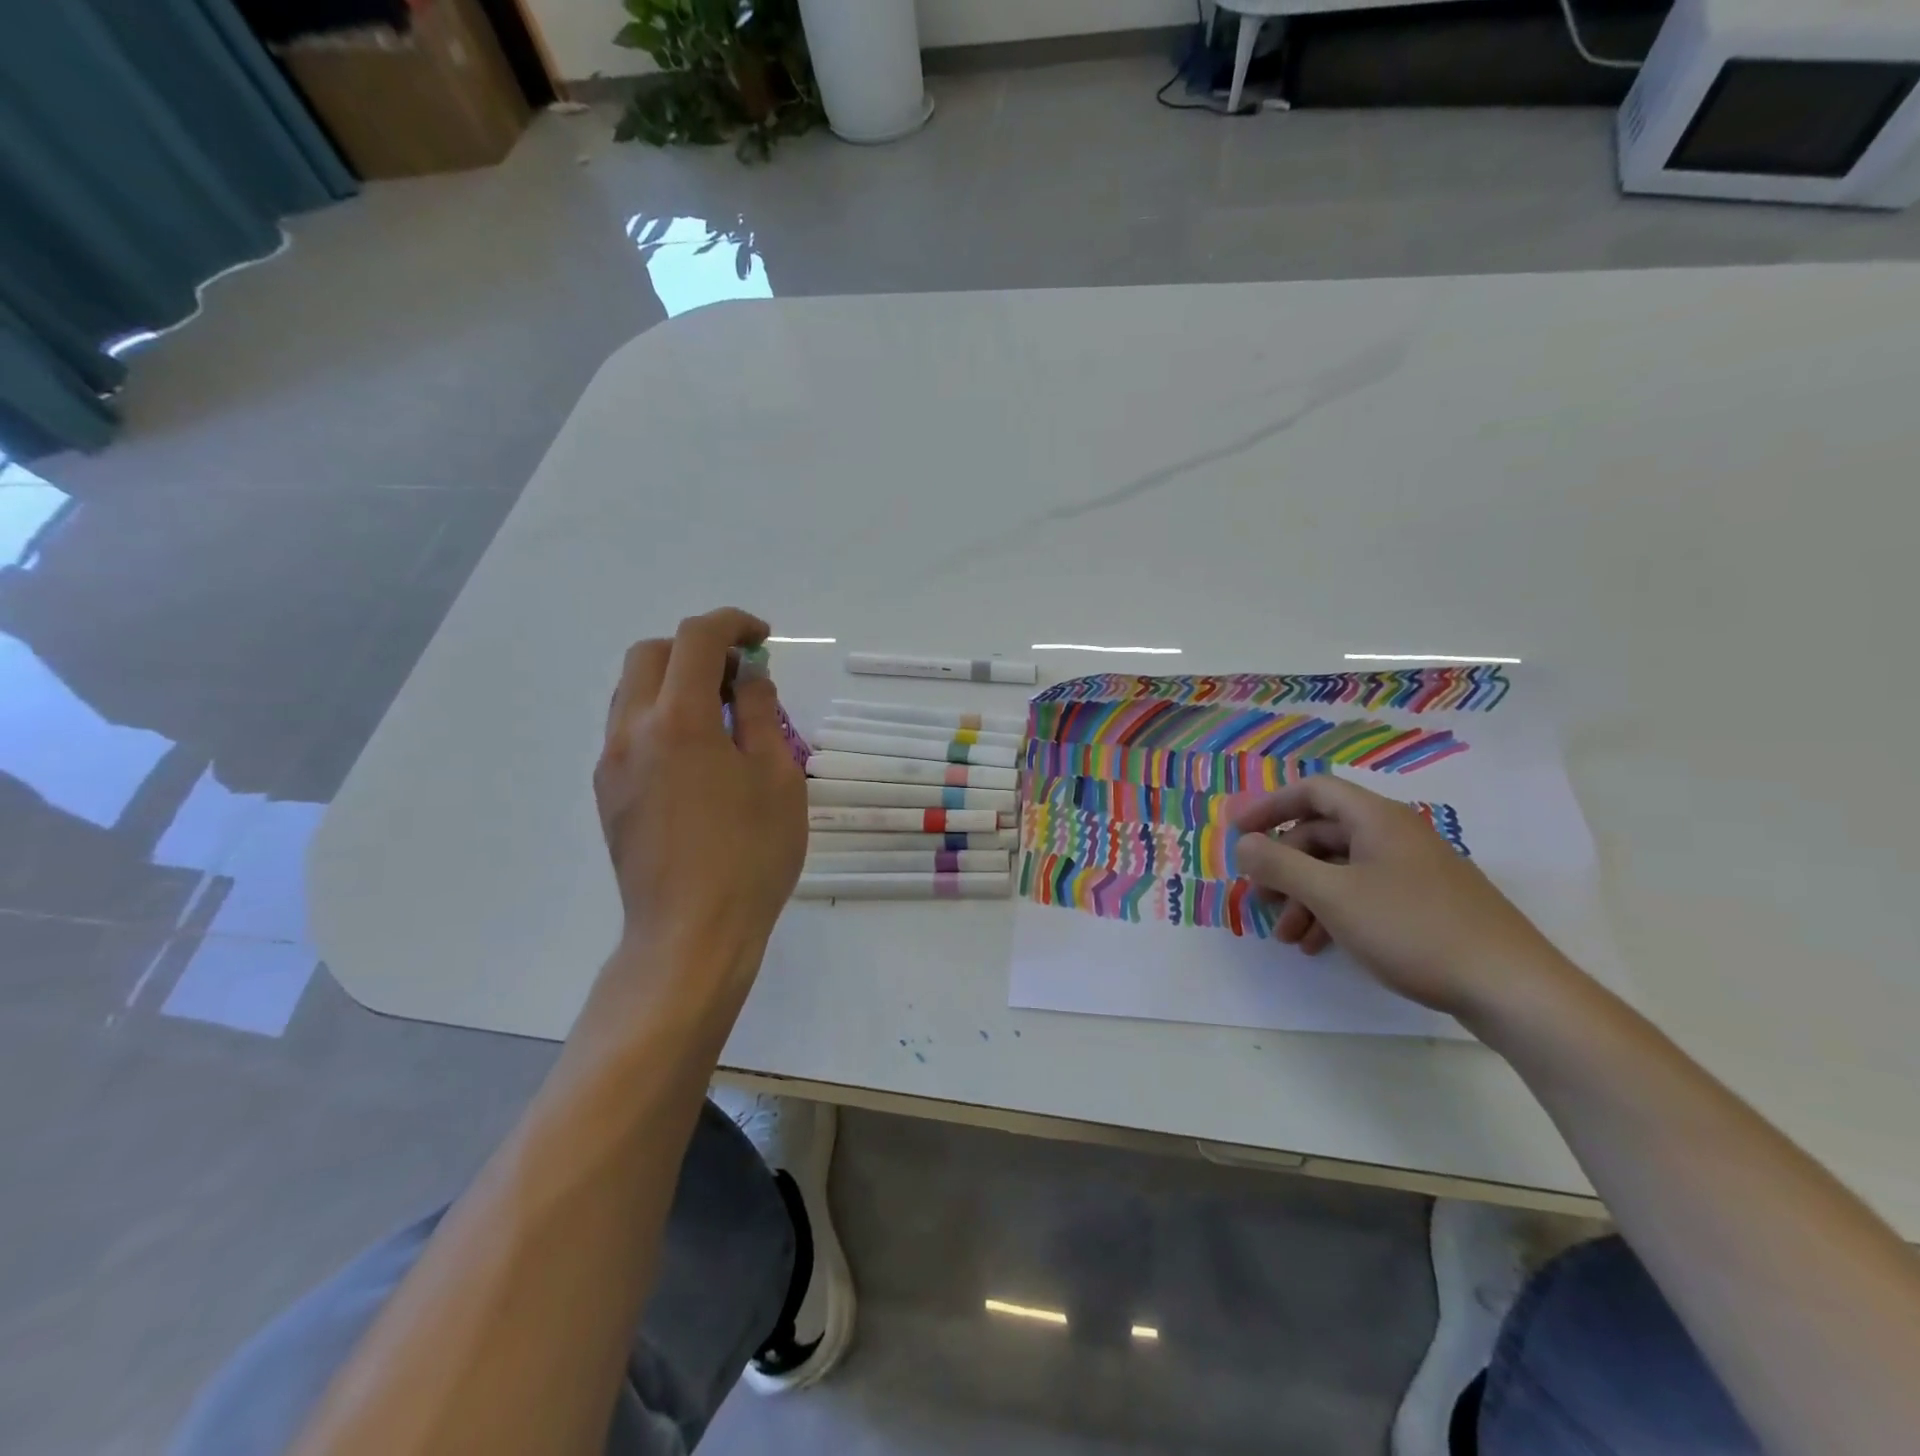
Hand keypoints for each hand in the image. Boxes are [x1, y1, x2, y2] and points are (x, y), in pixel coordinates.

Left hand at [594, 608, 806, 972]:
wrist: (692, 933)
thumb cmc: (750, 854)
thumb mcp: (776, 777)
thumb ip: (759, 713)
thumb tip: (748, 676)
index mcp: (678, 720)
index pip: (696, 639)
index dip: (732, 624)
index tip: (763, 639)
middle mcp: (631, 730)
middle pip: (651, 654)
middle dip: (697, 648)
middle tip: (740, 676)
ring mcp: (611, 763)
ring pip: (631, 691)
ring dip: (674, 680)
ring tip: (720, 713)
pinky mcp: (607, 793)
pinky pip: (627, 729)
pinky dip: (660, 715)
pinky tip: (696, 753)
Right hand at [1230, 776, 1569, 1019]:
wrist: (1512, 988)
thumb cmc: (1413, 929)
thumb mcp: (1333, 896)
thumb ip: (1280, 865)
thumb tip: (1243, 844)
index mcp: (1376, 819)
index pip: (1313, 791)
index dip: (1270, 806)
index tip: (1237, 832)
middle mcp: (1395, 835)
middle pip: (1323, 834)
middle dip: (1285, 866)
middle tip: (1261, 899)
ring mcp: (1414, 870)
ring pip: (1342, 870)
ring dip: (1306, 897)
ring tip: (1288, 938)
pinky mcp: (1426, 904)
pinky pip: (1365, 894)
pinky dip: (1335, 913)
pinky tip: (1321, 946)